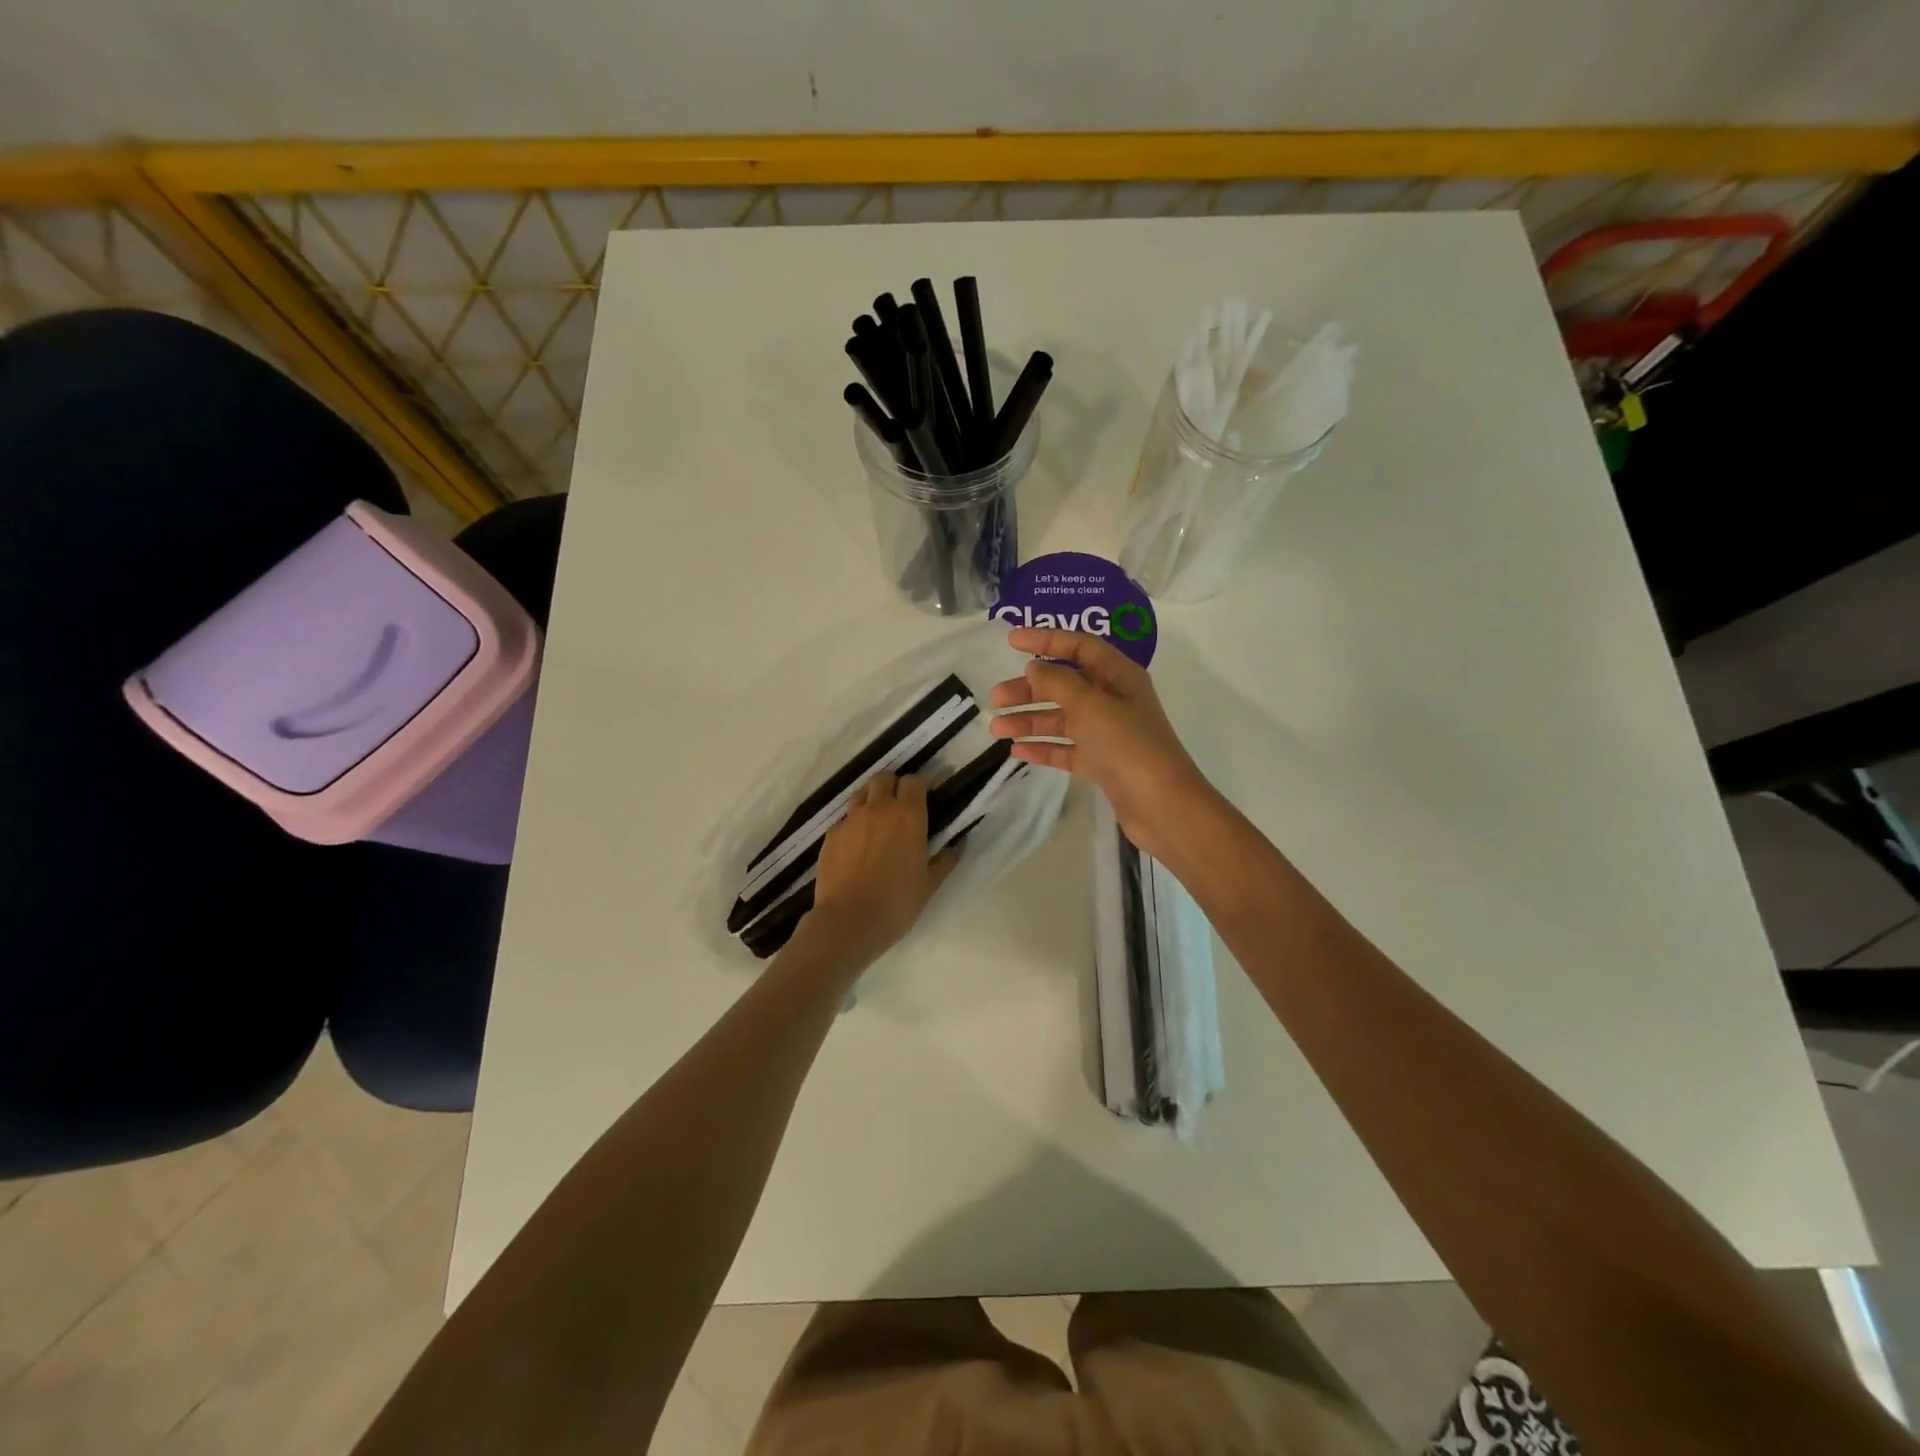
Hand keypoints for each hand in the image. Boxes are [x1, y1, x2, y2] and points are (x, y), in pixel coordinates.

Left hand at [804, 774, 960, 964]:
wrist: (848, 921)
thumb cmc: (897, 902)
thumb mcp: (930, 884)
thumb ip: (946, 860)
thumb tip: (959, 844)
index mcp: (908, 815)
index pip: (914, 781)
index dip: (921, 785)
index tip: (926, 797)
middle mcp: (878, 808)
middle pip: (884, 778)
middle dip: (893, 786)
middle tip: (900, 806)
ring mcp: (850, 820)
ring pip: (861, 793)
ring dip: (871, 799)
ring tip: (877, 821)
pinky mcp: (831, 835)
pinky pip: (844, 819)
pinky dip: (853, 824)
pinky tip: (856, 845)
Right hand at [988, 628, 1218, 860]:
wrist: (1161, 805)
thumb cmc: (1128, 745)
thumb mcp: (1090, 705)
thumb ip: (1058, 682)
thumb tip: (1034, 668)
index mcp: (1119, 676)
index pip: (1079, 646)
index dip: (1046, 640)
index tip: (1011, 641)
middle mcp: (1113, 700)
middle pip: (1064, 685)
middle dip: (1029, 690)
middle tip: (996, 699)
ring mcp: (1107, 734)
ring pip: (1061, 719)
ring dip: (1029, 721)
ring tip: (996, 729)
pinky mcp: (1101, 763)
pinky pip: (1065, 749)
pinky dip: (1043, 747)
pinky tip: (1017, 751)